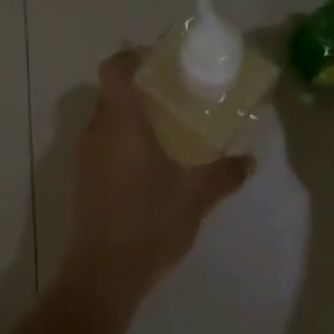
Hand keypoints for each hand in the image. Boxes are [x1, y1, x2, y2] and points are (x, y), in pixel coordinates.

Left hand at [58, 50, 254, 309]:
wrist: (103, 274)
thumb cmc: (149, 222)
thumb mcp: (195, 198)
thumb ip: (223, 174)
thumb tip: (250, 160)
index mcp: (122, 121)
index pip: (114, 69)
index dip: (131, 58)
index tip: (158, 64)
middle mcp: (98, 129)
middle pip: (111, 91)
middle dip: (138, 89)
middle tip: (172, 97)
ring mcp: (85, 154)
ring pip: (106, 117)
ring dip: (129, 116)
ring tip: (164, 129)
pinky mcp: (82, 177)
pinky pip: (101, 141)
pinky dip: (120, 140)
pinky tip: (147, 163)